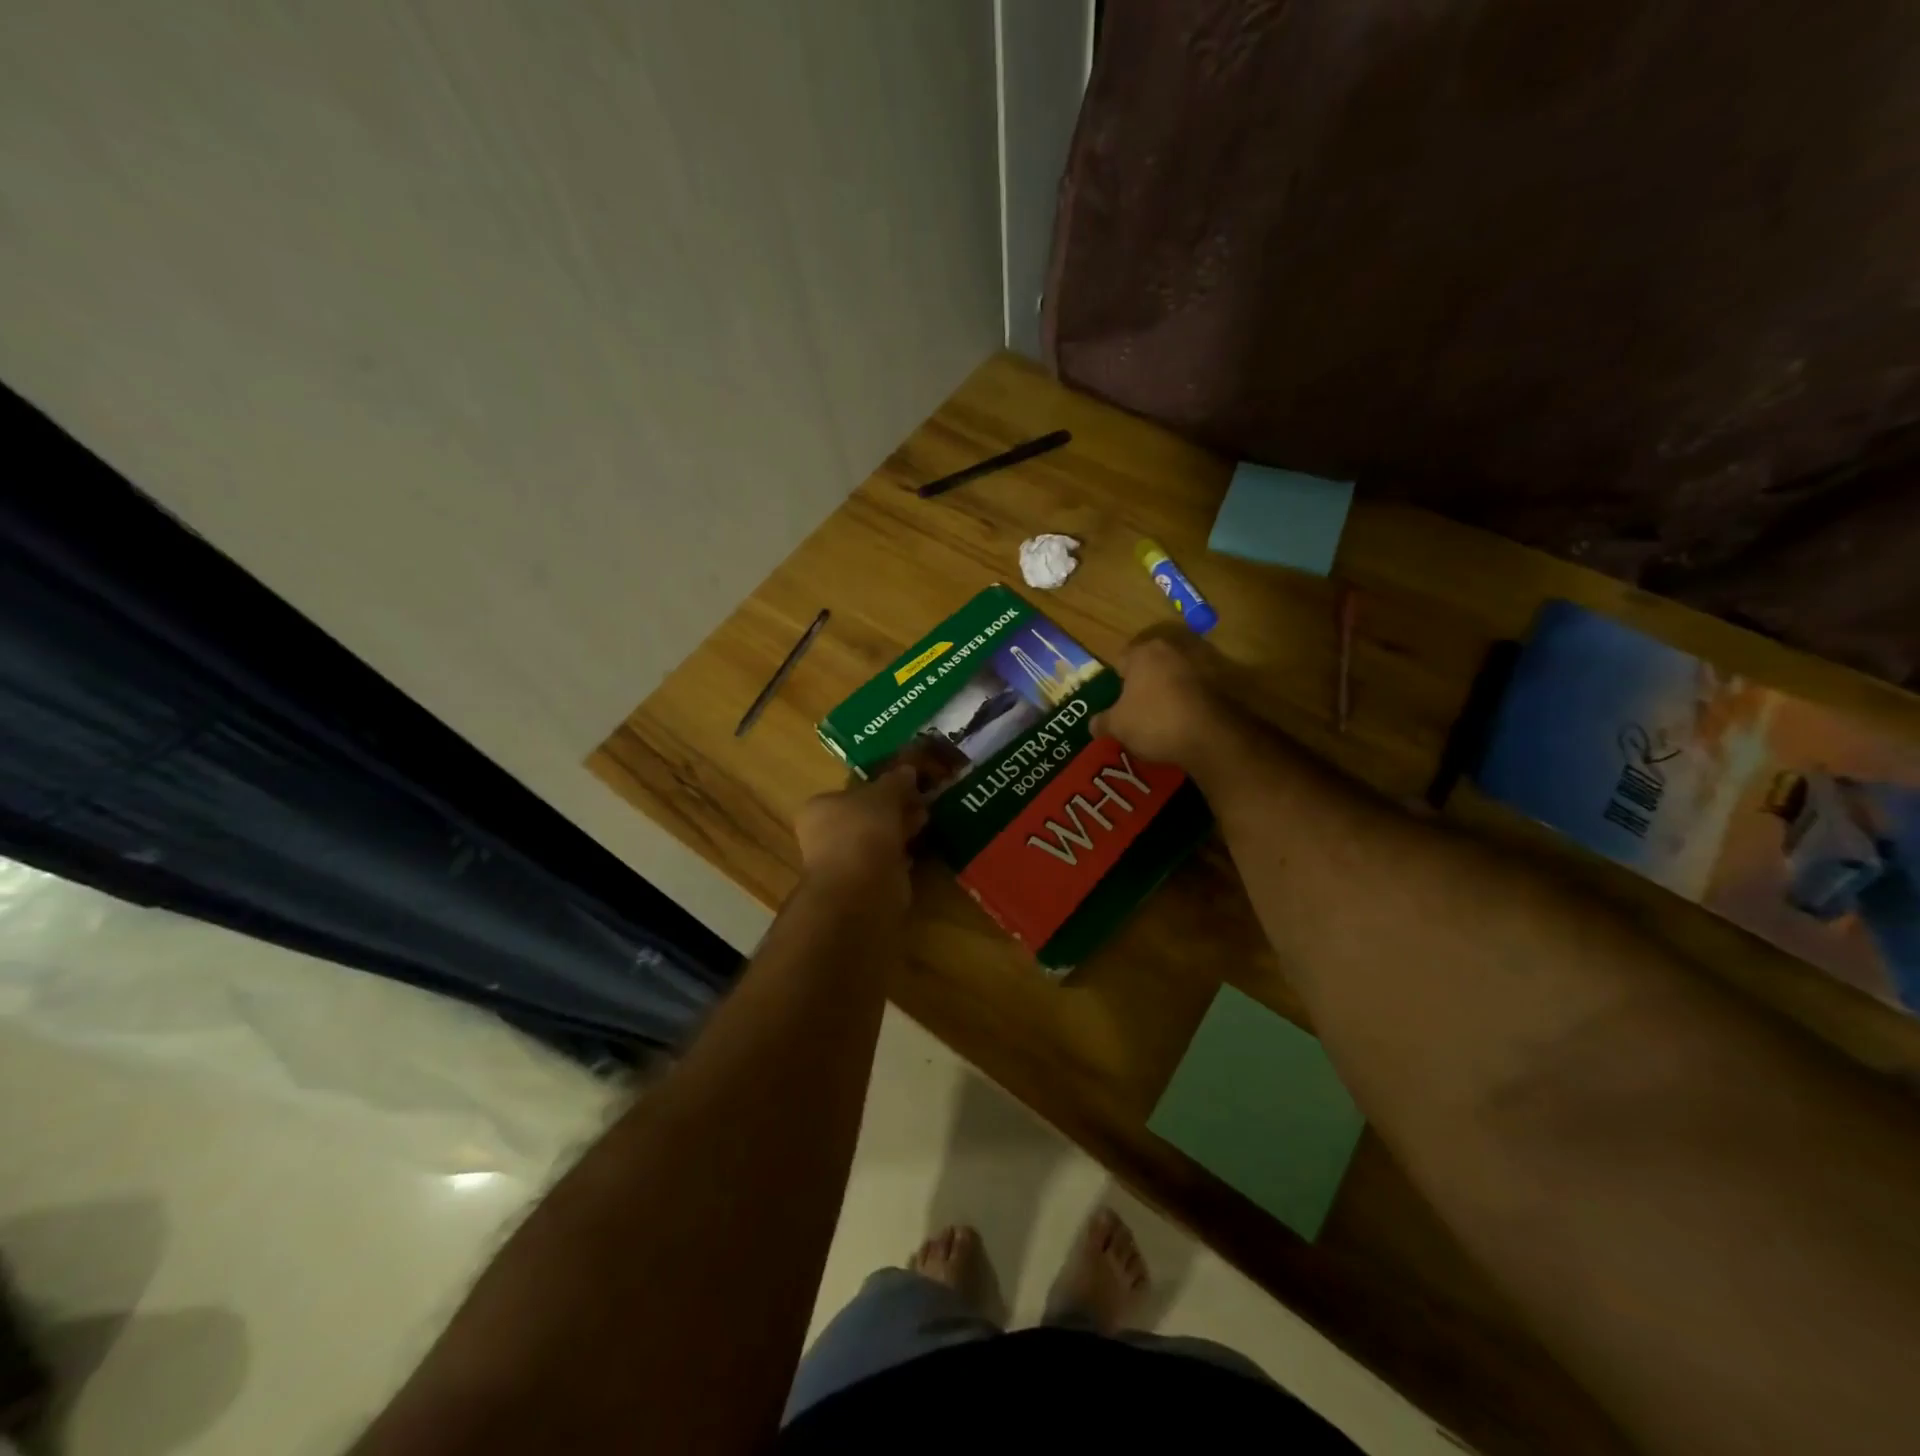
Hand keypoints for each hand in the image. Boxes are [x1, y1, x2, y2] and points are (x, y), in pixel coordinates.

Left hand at [795, 765, 926, 906]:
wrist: (861, 889)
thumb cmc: (863, 831)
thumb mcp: (883, 795)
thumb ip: (895, 781)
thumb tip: (907, 770)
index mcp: (820, 807)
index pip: (850, 792)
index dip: (879, 787)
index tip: (905, 785)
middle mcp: (825, 834)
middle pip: (865, 815)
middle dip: (893, 809)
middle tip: (920, 801)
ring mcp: (843, 861)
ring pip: (876, 839)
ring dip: (898, 830)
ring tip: (925, 820)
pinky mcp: (862, 883)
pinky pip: (885, 860)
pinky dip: (900, 854)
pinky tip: (918, 847)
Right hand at [1090, 627, 1240, 773]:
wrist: (1211, 737)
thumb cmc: (1155, 722)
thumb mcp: (1117, 727)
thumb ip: (1101, 722)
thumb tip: (1094, 723)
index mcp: (1143, 651)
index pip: (1120, 661)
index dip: (1115, 684)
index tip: (1116, 705)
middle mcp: (1173, 648)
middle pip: (1150, 666)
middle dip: (1143, 685)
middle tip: (1137, 712)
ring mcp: (1201, 662)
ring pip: (1174, 676)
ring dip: (1168, 692)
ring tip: (1162, 719)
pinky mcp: (1223, 681)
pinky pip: (1196, 690)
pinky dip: (1189, 701)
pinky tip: (1184, 722)